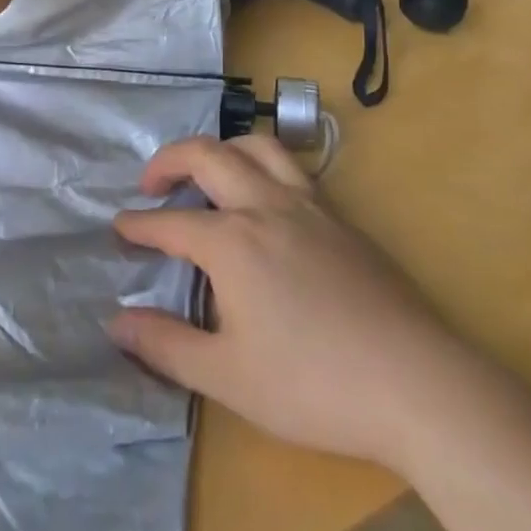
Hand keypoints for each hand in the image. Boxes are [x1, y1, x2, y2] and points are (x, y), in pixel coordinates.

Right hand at [109, 136, 440, 468]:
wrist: (414, 382)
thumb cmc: (312, 384)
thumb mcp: (227, 376)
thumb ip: (166, 345)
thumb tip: (117, 321)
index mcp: (230, 241)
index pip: (170, 223)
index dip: (139, 224)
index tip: (118, 226)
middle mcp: (264, 206)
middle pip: (207, 156)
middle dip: (169, 160)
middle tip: (151, 183)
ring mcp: (307, 205)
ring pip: (257, 146)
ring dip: (222, 149)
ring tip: (208, 173)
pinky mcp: (340, 217)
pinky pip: (292, 168)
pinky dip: (263, 165)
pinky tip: (266, 199)